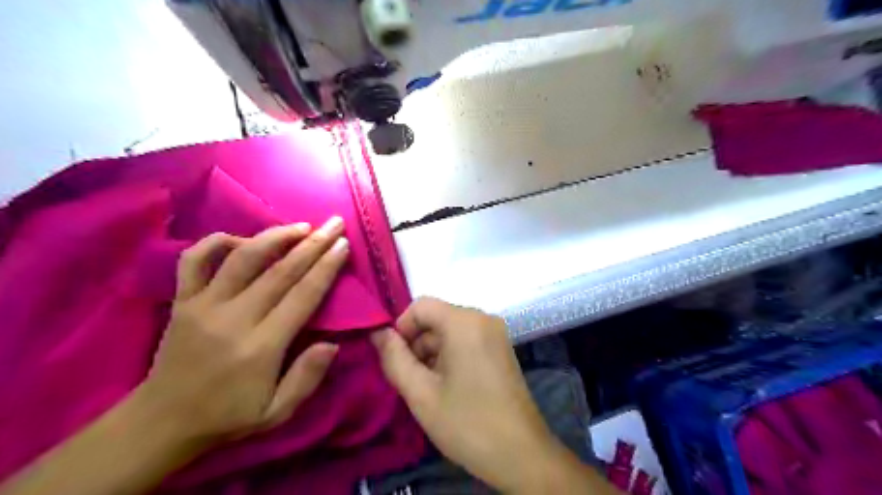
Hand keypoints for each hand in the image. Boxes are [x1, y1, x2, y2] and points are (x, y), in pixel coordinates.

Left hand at [138, 218, 348, 442]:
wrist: (163, 421)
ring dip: (275, 236)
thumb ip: (307, 378)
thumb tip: (333, 343)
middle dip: (313, 243)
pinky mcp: (182, 301)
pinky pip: (195, 260)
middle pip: (280, 271)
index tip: (343, 245)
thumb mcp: (277, 411)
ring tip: (301, 226)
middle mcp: (234, 318)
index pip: (302, 295)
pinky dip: (217, 241)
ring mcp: (203, 305)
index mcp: (261, 346)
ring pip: (242, 258)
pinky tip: (242, 238)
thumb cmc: (229, 415)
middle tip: (334, 223)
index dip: (326, 267)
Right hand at [370, 298, 563, 491]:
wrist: (521, 454)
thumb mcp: (420, 393)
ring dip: (431, 354)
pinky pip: (466, 340)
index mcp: (465, 321)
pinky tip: (446, 386)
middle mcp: (483, 318)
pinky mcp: (501, 348)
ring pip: (450, 331)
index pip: (421, 306)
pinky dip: (449, 356)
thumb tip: (378, 333)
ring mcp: (495, 333)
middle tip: (409, 380)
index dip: (401, 328)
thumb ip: (394, 358)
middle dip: (416, 345)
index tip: (395, 360)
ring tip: (428, 388)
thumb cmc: (467, 423)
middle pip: (436, 318)